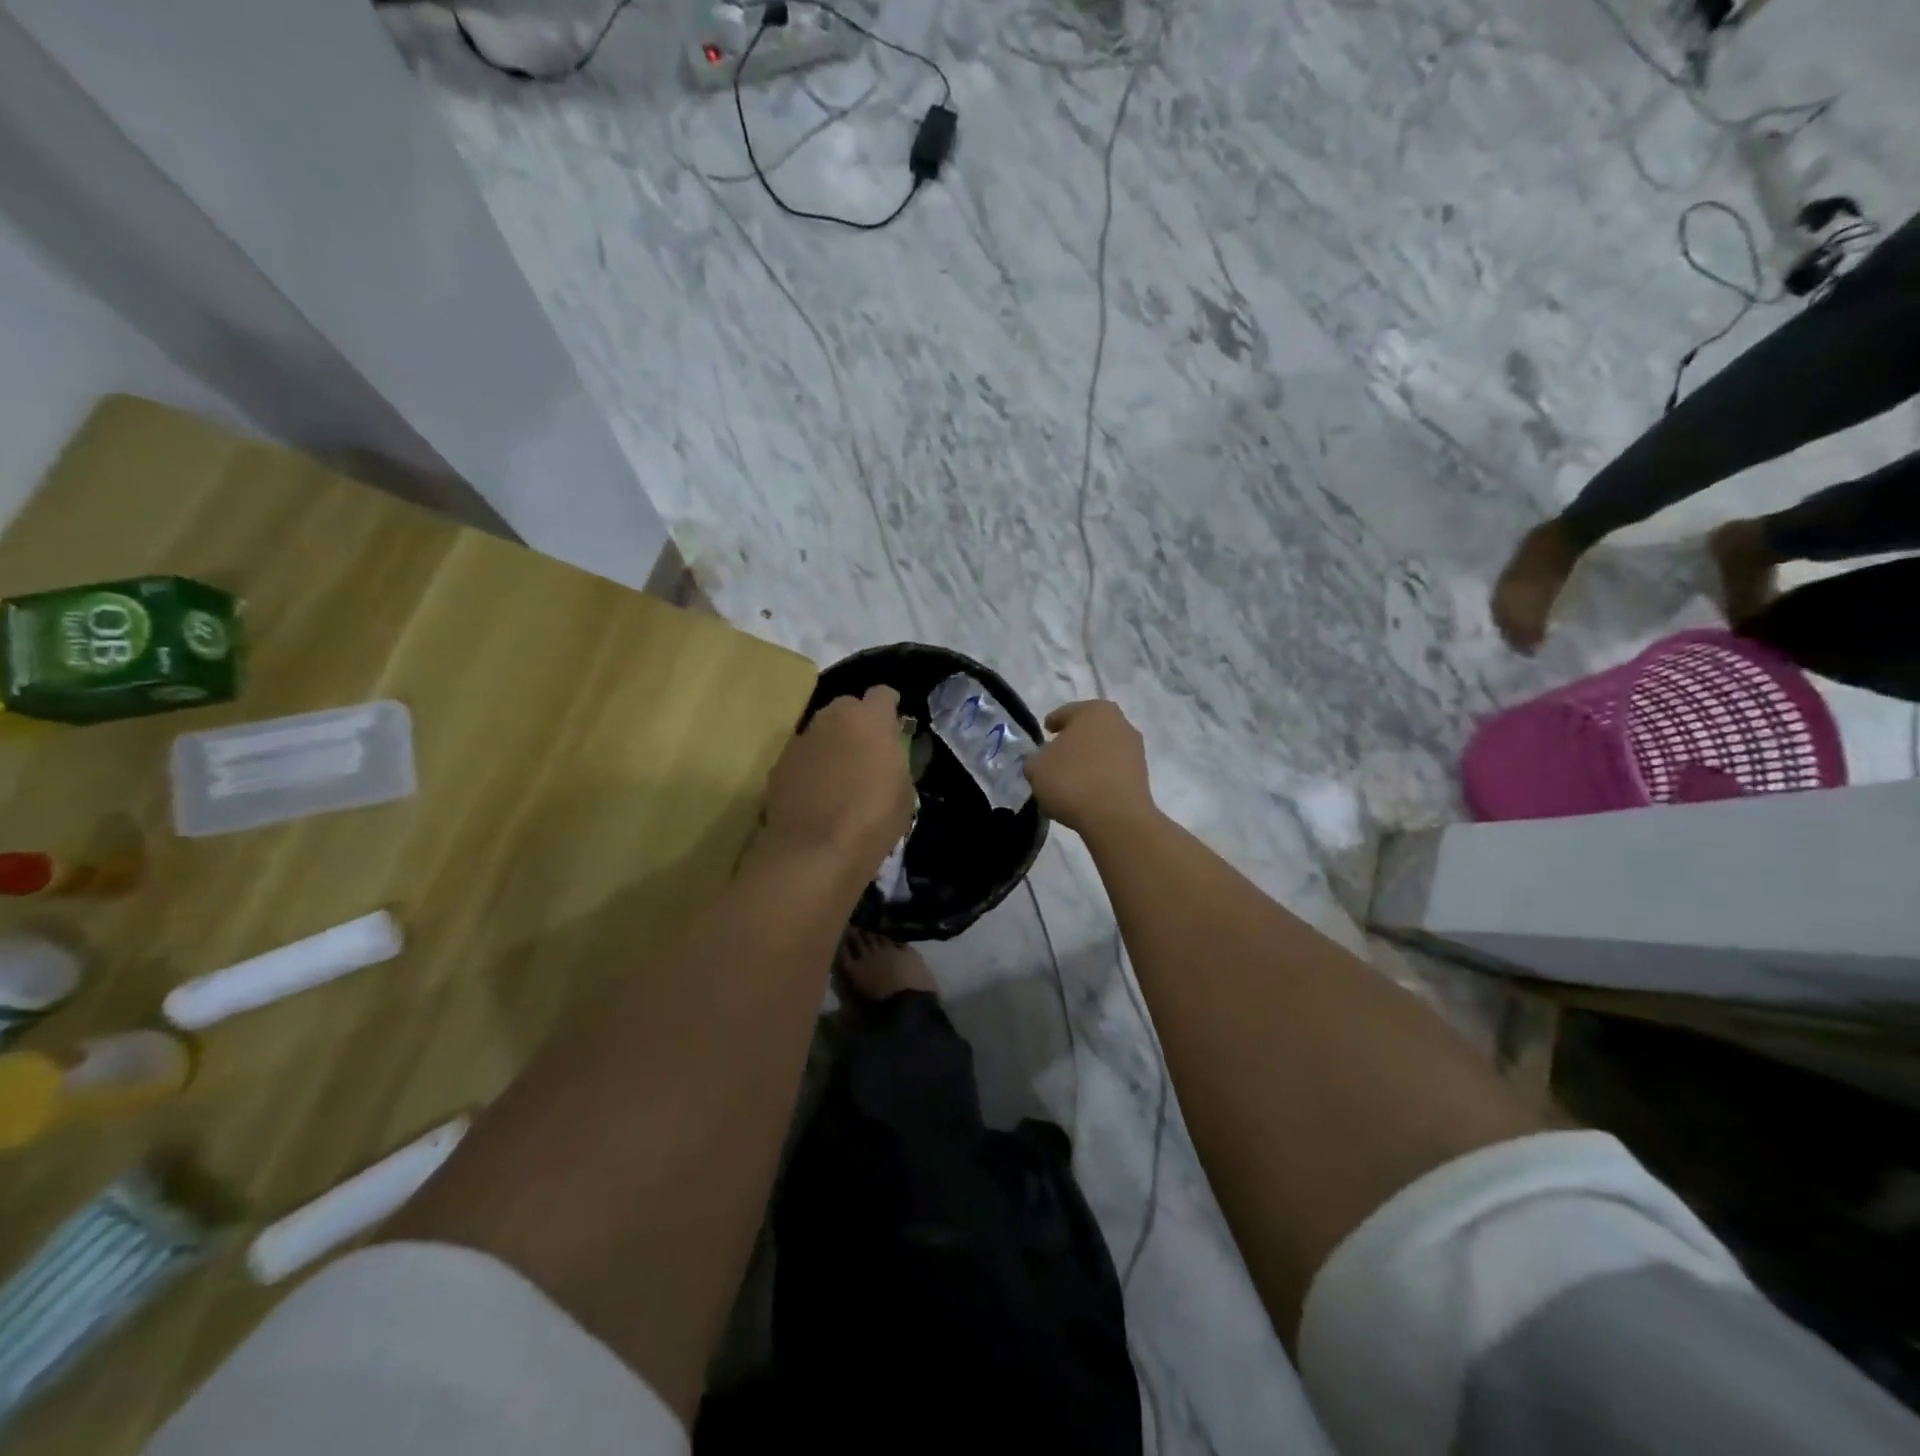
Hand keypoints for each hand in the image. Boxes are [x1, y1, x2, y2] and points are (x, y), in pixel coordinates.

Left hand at [762, 687, 914, 875]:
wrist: (812, 852)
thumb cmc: (871, 821)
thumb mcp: (904, 792)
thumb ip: (895, 761)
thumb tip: (886, 756)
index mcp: (869, 720)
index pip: (882, 694)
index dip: (889, 708)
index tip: (894, 726)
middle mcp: (831, 719)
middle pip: (847, 707)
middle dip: (857, 722)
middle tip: (866, 751)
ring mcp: (801, 740)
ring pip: (821, 731)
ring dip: (832, 744)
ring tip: (840, 775)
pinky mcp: (779, 765)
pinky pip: (802, 756)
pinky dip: (810, 767)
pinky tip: (816, 794)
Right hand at [1024, 700, 1155, 838]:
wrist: (1116, 817)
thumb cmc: (1072, 780)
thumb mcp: (1036, 767)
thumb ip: (1035, 759)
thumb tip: (1042, 761)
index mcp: (1094, 710)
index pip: (1066, 713)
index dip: (1052, 724)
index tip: (1045, 734)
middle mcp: (1120, 723)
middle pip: (1088, 730)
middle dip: (1072, 742)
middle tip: (1055, 757)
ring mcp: (1135, 749)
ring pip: (1102, 751)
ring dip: (1087, 761)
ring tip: (1069, 780)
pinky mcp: (1142, 775)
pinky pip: (1112, 771)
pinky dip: (1099, 778)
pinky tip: (1085, 793)